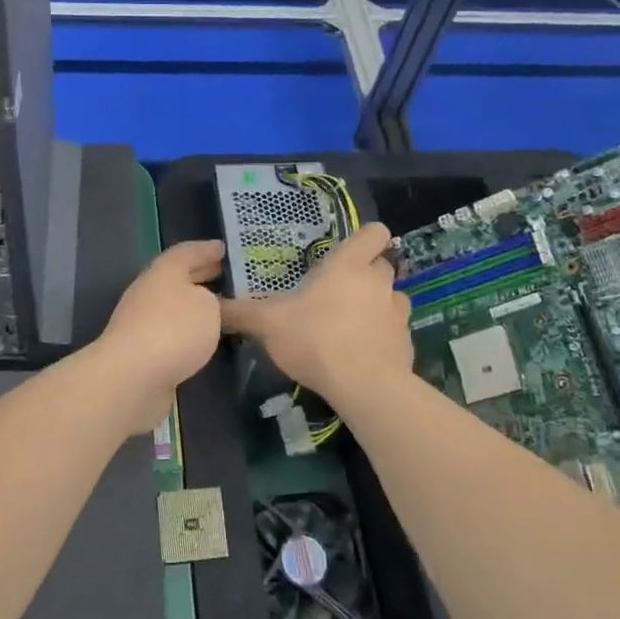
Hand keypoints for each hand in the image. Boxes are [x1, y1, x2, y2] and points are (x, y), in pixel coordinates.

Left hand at [91, 241, 225, 432]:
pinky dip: (187, 331)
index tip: (224, 248)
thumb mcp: (207, 307)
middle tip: (226, 275)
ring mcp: (141, 322)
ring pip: (174, 306)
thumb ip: (212, 300)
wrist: (131, 377)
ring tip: (221, 308)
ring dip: (195, 305)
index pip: (187, 252)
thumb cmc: (174, 330)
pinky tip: (203, 339)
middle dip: (201, 275)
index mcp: (164, 272)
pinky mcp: (141, 351)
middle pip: (177, 278)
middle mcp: (149, 292)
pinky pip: (171, 332)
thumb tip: (204, 304)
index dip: (206, 249)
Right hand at [219, 223, 411, 403]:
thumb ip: (241, 312)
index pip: (374, 233)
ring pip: (392, 296)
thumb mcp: (268, 324)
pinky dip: (383, 336)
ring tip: (354, 322)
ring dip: (378, 304)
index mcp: (348, 265)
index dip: (367, 237)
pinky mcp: (406, 342)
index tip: (350, 250)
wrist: (365, 386)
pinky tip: (364, 352)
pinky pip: (395, 330)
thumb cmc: (316, 339)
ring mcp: (396, 312)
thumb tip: (213, 305)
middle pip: (382, 264)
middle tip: (340, 290)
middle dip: (366, 273)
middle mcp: (378, 281)